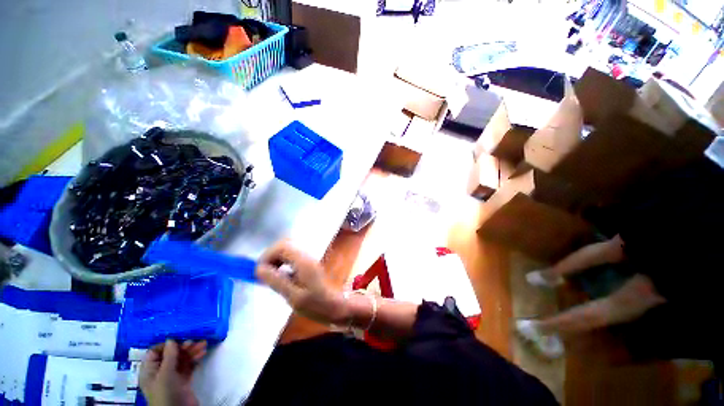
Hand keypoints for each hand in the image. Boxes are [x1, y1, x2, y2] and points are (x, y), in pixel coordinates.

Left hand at [139, 340, 206, 405]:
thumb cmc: (165, 393)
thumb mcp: (165, 375)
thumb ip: (169, 357)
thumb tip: (172, 339)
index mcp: (150, 370)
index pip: (155, 352)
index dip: (166, 345)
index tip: (179, 340)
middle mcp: (160, 372)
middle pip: (171, 354)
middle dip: (183, 347)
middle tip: (195, 341)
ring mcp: (172, 376)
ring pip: (182, 359)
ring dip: (192, 351)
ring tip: (204, 345)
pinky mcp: (183, 380)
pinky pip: (189, 366)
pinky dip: (195, 358)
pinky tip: (203, 353)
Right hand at [256, 240, 347, 324]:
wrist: (334, 306)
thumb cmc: (315, 304)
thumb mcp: (293, 296)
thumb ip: (276, 281)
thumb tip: (258, 269)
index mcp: (303, 261)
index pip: (281, 246)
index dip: (267, 256)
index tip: (258, 271)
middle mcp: (306, 256)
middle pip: (284, 245)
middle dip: (270, 257)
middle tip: (262, 274)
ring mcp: (308, 259)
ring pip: (287, 250)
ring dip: (275, 260)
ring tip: (269, 276)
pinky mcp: (308, 264)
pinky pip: (291, 257)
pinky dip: (282, 263)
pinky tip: (280, 277)